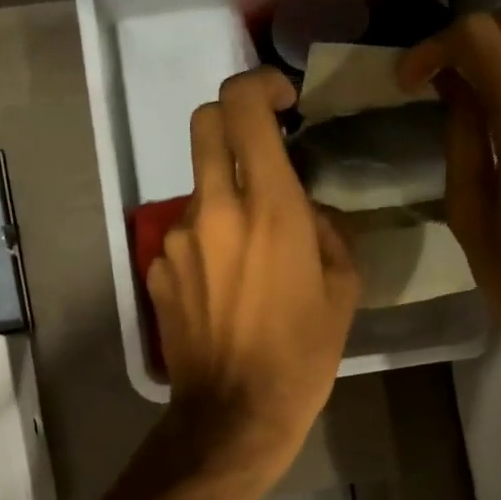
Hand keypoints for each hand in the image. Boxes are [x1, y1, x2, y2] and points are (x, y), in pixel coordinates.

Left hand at [147, 69, 361, 476]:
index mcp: (268, 208)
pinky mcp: (157, 270)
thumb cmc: (303, 355)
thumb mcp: (343, 289)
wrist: (235, 415)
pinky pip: (185, 235)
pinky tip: (226, 285)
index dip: (260, 85)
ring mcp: (176, 240)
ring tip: (253, 251)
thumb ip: (328, 231)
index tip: (282, 99)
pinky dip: (208, 241)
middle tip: (262, 147)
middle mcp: (213, 211)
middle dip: (234, 119)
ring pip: (198, 188)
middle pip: (205, 124)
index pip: (243, 108)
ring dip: (225, 197)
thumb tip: (308, 211)